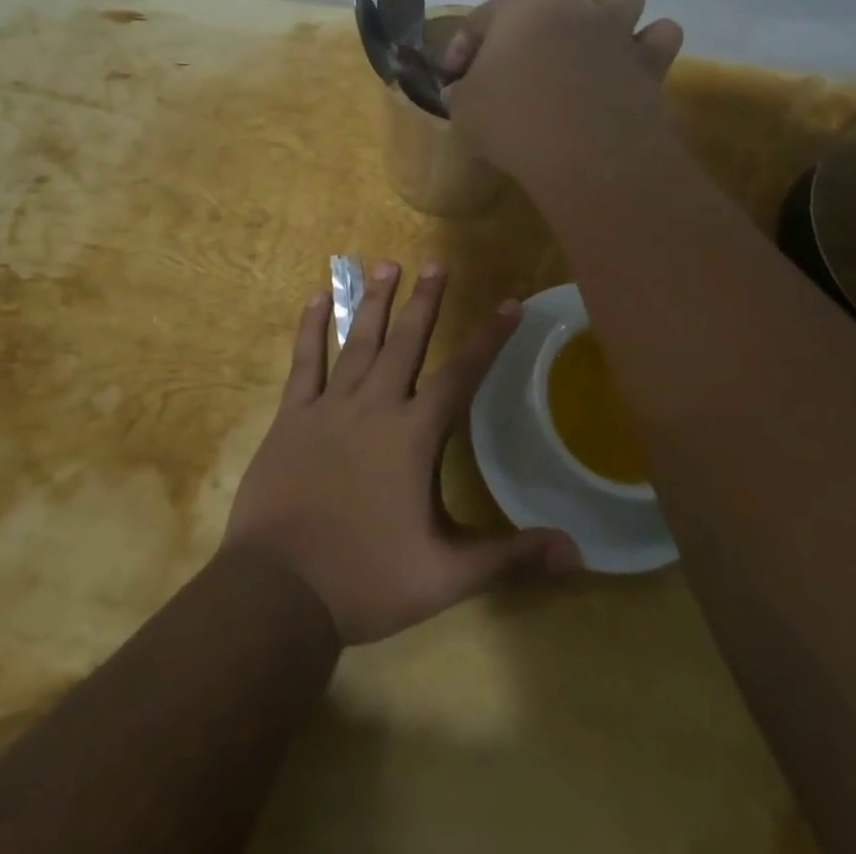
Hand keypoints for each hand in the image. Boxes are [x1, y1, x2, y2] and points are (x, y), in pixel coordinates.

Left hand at [222, 262, 578, 644]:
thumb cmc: (366, 581)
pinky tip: (317, 296)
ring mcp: (330, 407)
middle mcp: (375, 406)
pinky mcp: (292, 416)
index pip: (462, 375)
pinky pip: (305, 361)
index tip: (510, 304)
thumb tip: (576, 551)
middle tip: (436, 263)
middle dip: (425, 301)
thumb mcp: (445, 576)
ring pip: (359, 342)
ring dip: (374, 302)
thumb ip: (509, 557)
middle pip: (406, 342)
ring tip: (386, 264)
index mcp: (413, 435)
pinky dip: (311, 328)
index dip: (490, 338)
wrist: (279, 592)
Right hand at [441, 0, 683, 194]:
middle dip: (547, 16)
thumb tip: (460, 91)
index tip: (455, 77)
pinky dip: (650, 45)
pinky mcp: (649, 60)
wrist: (585, 153)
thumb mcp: (465, 112)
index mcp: (520, 11)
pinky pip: (662, 35)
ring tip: (594, 42)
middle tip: (532, 56)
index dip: (464, 44)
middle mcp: (571, 8)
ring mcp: (615, 30)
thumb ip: (461, 94)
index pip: (483, 16)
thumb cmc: (513, 124)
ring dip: (609, 11)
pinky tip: (633, 64)